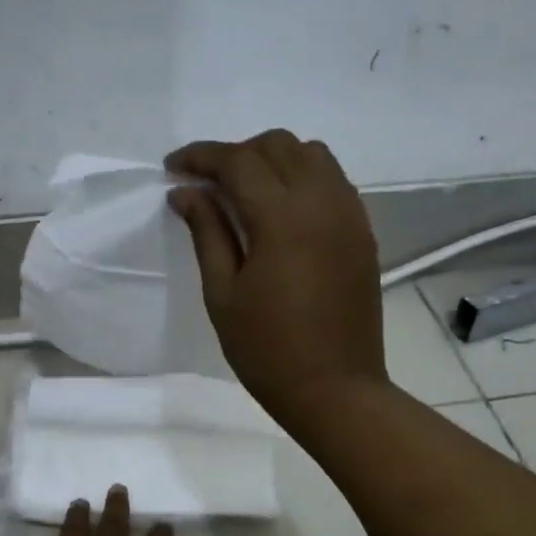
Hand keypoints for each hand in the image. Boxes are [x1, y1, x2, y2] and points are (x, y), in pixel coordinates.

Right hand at [167, 130, 386, 433]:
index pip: (238, 161)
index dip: (201, 156)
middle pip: (277, 145)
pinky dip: (302, 177)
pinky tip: (281, 209)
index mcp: (283, 218)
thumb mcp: (223, 293)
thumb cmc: (267, 349)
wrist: (335, 389)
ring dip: (272, 159)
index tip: (172, 166)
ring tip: (244, 191)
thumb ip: (207, 232)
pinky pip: (333, 181)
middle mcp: (322, 202)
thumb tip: (185, 191)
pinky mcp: (362, 232)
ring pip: (311, 155)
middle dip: (236, 154)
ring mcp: (350, 214)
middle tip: (206, 184)